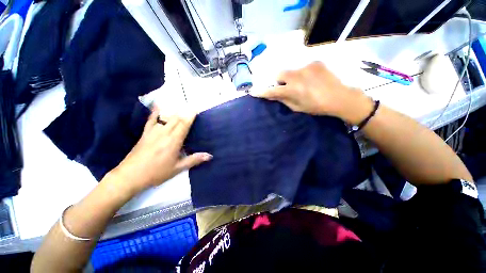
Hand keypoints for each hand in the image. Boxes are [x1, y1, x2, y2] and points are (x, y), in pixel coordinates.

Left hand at [110, 108, 211, 195]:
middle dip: (185, 112)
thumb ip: (194, 159)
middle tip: (193, 107)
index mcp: (174, 141)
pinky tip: (158, 105)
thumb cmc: (156, 172)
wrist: (130, 175)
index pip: (184, 124)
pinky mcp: (145, 133)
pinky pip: (151, 119)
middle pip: (177, 119)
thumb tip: (210, 155)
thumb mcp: (178, 168)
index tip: (196, 109)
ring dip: (175, 111)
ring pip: (166, 118)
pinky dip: (155, 112)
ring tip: (182, 107)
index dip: (190, 116)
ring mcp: (154, 131)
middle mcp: (165, 133)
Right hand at [251, 61, 372, 124]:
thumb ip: (283, 100)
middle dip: (278, 81)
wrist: (341, 97)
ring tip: (301, 84)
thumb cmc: (317, 107)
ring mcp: (307, 66)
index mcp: (293, 90)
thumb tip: (273, 94)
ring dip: (291, 77)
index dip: (261, 91)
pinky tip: (310, 79)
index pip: (272, 90)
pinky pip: (302, 67)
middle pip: (279, 74)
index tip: (252, 91)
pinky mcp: (316, 62)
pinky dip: (302, 73)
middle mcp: (297, 76)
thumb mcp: (298, 107)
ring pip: (290, 70)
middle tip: (284, 87)